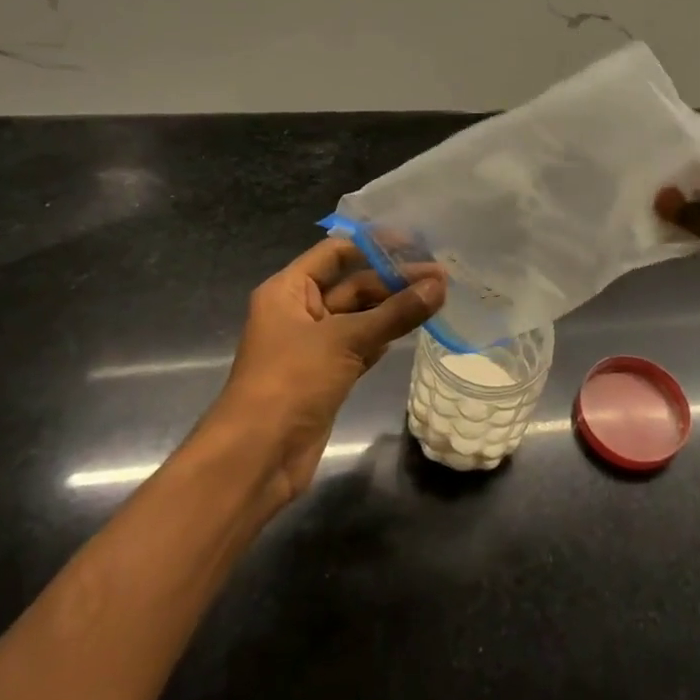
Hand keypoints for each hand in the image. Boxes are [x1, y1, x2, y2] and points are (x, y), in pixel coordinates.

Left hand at [209, 238, 443, 504]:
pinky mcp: (327, 375)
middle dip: (393, 280)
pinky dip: (386, 337)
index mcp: (288, 290)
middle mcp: (299, 311)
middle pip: (352, 285)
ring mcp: (313, 346)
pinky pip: (361, 345)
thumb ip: (395, 312)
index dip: (373, 245)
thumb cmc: (291, 382)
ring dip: (394, 309)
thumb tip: (440, 284)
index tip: (415, 243)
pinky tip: (416, 328)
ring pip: (360, 317)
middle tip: (441, 278)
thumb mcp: (345, 340)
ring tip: (438, 298)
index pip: (335, 253)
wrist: (258, 457)